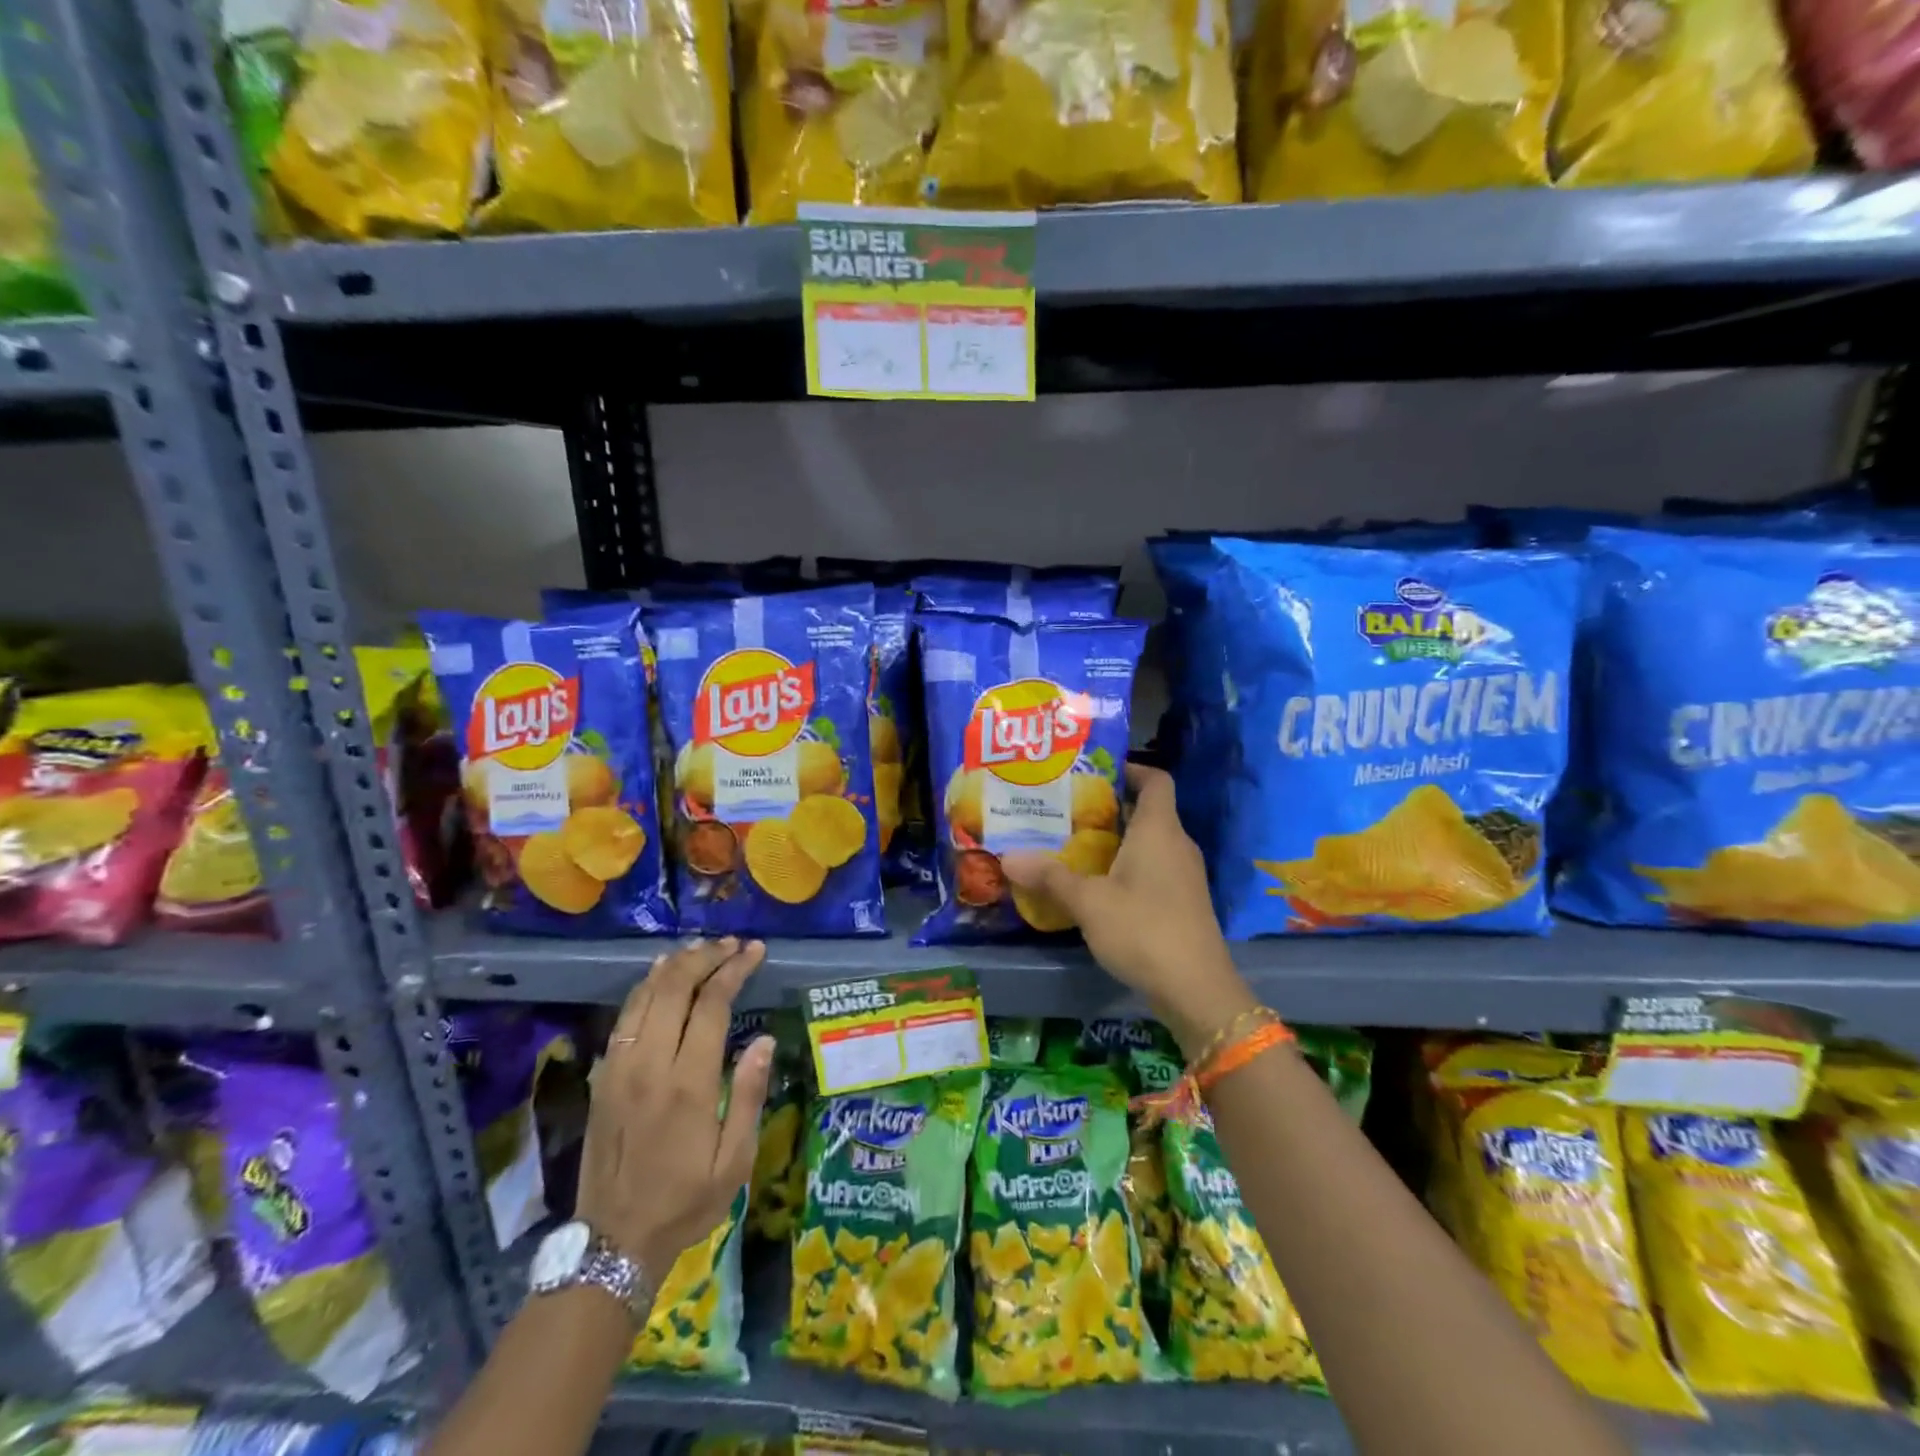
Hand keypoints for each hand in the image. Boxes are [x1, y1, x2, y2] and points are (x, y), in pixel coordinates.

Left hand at [576, 937, 773, 1277]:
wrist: (612, 1242)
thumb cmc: (685, 1201)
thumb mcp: (733, 1161)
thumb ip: (748, 1095)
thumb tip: (764, 1041)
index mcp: (688, 1084)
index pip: (711, 1004)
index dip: (734, 970)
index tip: (754, 951)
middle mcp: (650, 1065)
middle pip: (674, 988)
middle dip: (706, 957)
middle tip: (732, 943)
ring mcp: (619, 1068)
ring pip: (645, 996)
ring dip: (675, 965)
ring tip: (702, 948)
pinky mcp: (603, 1077)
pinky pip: (624, 1017)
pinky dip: (645, 987)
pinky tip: (661, 975)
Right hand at [1002, 765, 1255, 1054]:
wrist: (1196, 988)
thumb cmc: (1143, 929)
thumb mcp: (1088, 902)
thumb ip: (1049, 877)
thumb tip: (1007, 857)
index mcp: (1159, 830)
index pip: (1155, 780)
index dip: (1129, 769)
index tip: (1094, 771)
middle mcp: (1177, 844)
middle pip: (1147, 810)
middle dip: (1109, 807)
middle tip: (1067, 809)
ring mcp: (1184, 874)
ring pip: (1149, 842)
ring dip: (1116, 839)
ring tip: (1074, 844)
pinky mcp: (1184, 901)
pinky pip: (1154, 867)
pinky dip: (1127, 865)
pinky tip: (1098, 884)